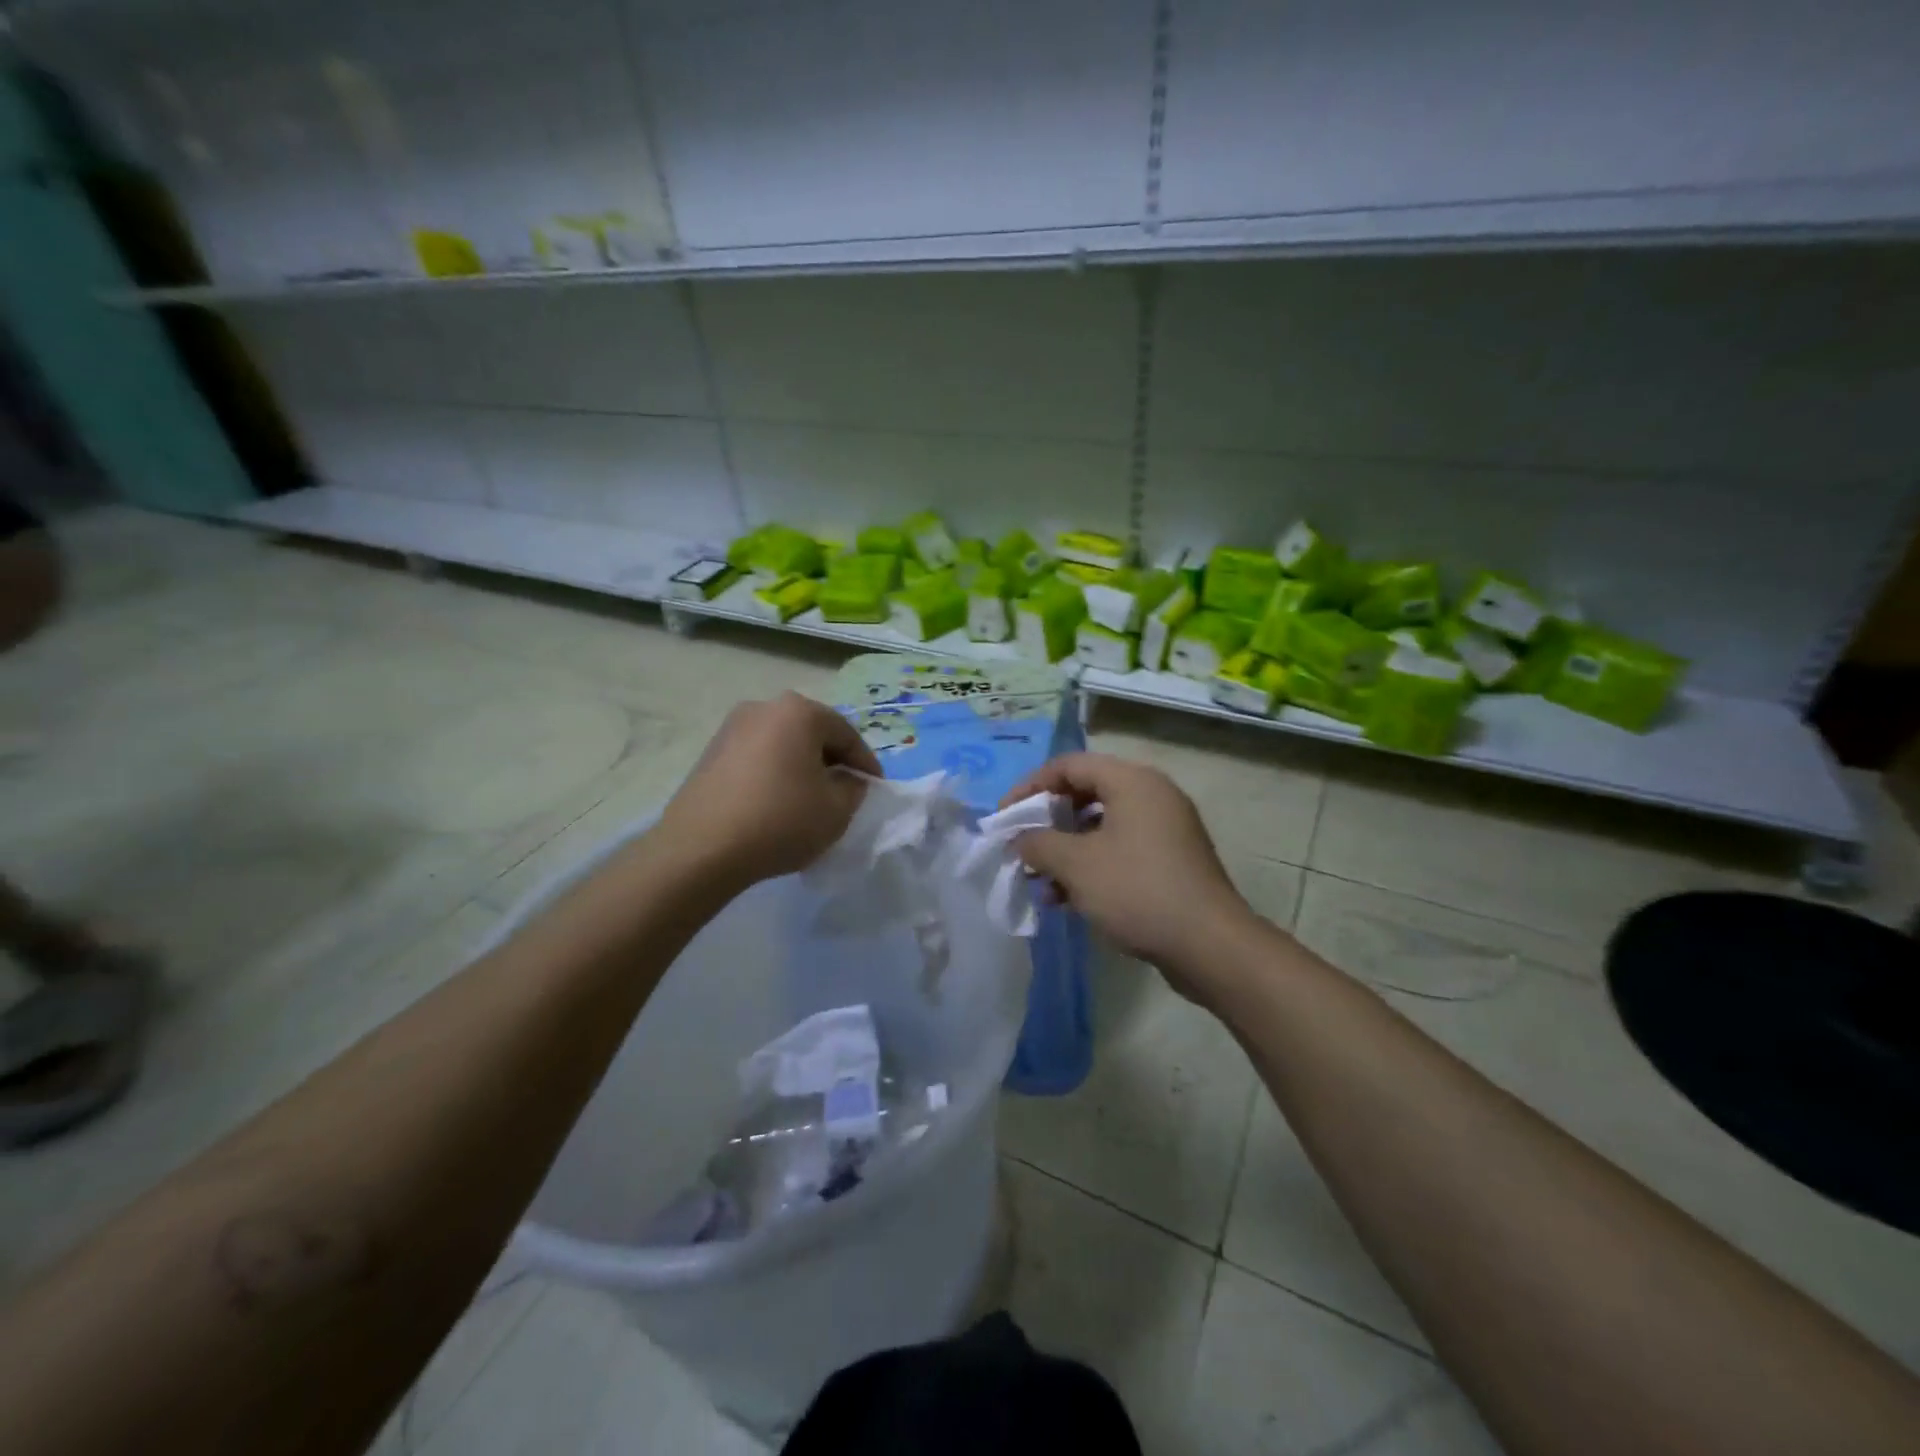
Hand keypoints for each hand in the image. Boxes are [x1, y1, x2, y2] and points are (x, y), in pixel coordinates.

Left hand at [662, 693, 880, 888]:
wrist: (701, 849)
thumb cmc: (780, 820)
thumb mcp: (836, 810)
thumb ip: (853, 788)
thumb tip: (847, 780)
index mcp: (799, 712)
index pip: (846, 734)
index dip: (866, 763)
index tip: (875, 788)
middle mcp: (764, 708)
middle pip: (812, 733)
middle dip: (832, 760)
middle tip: (845, 790)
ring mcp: (731, 728)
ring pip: (782, 744)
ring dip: (800, 766)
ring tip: (810, 798)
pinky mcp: (709, 753)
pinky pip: (756, 757)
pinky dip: (773, 773)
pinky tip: (776, 803)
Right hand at [1002, 753, 1258, 994]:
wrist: (1209, 945)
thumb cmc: (1137, 891)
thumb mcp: (1076, 865)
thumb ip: (1038, 844)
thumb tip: (1021, 840)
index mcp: (1132, 781)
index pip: (1069, 765)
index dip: (1030, 787)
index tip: (1004, 817)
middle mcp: (1152, 795)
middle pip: (1086, 792)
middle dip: (1048, 821)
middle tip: (1022, 845)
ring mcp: (1165, 829)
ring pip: (1101, 826)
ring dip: (1066, 849)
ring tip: (1039, 881)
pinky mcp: (1171, 861)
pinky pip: (1120, 850)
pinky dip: (1091, 866)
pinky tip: (1066, 899)